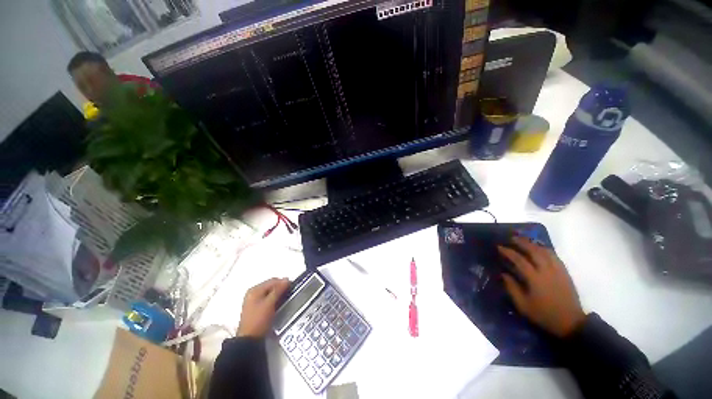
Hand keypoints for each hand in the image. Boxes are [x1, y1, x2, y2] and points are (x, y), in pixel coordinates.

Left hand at [237, 277, 289, 337]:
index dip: (283, 282)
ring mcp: (253, 301)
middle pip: (271, 286)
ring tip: (286, 298)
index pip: (272, 281)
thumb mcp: (270, 304)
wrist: (249, 340)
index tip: (293, 286)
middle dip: (281, 288)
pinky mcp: (256, 308)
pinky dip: (274, 299)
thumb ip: (278, 290)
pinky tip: (279, 304)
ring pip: (270, 292)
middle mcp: (253, 293)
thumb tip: (286, 280)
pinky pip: (268, 298)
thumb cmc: (259, 320)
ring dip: (278, 294)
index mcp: (255, 290)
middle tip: (290, 292)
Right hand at [498, 237, 585, 337]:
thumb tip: (503, 274)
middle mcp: (547, 271)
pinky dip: (546, 250)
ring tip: (526, 241)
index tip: (500, 247)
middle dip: (522, 243)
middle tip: (512, 238)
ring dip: (534, 244)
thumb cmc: (544, 314)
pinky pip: (555, 256)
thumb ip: (512, 288)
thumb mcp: (523, 305)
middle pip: (534, 251)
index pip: (519, 260)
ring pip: (546, 252)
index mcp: (535, 279)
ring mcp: (558, 271)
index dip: (508, 252)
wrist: (571, 322)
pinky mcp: (565, 273)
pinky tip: (541, 249)